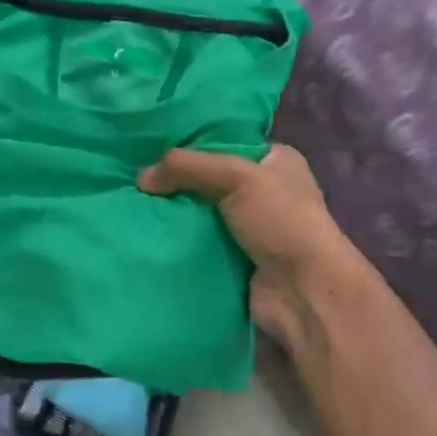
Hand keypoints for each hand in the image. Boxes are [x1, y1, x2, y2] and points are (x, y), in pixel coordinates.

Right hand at [138, 145, 349, 352]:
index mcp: (275, 161)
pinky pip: (197, 242)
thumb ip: (187, 167)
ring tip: (133, 206)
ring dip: (172, 213)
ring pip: (199, 212)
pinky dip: (177, 240)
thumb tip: (141, 178)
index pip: (223, 142)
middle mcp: (264, 190)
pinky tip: (147, 233)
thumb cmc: (281, 222)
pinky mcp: (234, 258)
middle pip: (206, 178)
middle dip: (174, 181)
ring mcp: (249, 227)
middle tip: (134, 179)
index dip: (189, 144)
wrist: (304, 293)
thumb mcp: (236, 177)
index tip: (150, 147)